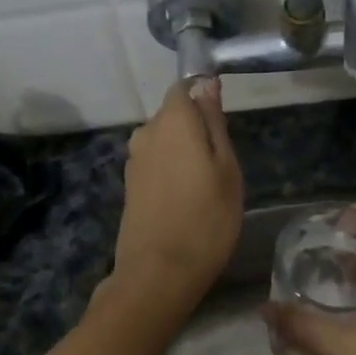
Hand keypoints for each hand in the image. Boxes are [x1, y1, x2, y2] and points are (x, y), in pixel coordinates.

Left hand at [109, 79, 242, 310]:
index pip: (184, 87)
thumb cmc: (206, 218)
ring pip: (165, 142)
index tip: (225, 124)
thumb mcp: (226, 167)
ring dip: (184, 154)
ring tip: (206, 187)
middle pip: (173, 115)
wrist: (159, 272)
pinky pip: (156, 165)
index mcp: (171, 120)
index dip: (205, 97)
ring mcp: (133, 161)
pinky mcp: (129, 186)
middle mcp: (146, 133)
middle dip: (196, 129)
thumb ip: (214, 122)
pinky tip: (186, 200)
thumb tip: (206, 83)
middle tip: (222, 164)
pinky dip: (171, 173)